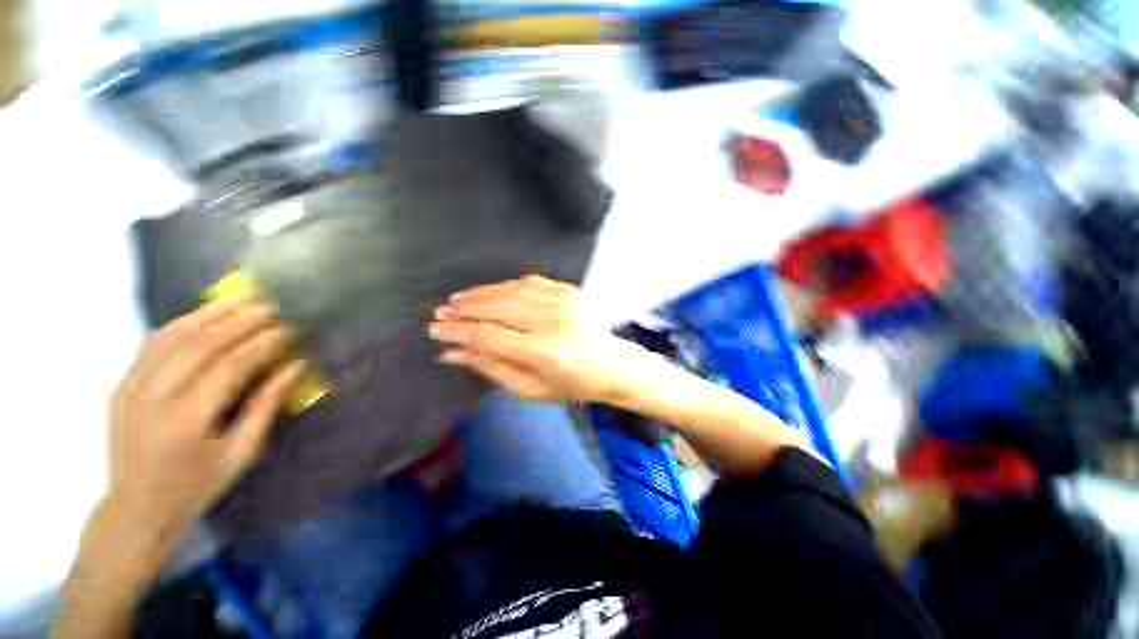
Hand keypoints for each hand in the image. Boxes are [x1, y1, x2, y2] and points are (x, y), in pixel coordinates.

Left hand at [108, 301, 305, 535]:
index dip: (263, 343)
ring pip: (172, 336)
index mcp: (187, 423)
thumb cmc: (196, 486)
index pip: (230, 366)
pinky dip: (181, 324)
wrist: (135, 508)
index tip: (289, 329)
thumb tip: (295, 366)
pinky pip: (152, 344)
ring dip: (211, 315)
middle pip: (200, 344)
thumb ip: (266, 405)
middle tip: (272, 309)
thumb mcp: (241, 453)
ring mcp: (130, 390)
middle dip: (241, 321)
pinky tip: (204, 316)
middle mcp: (153, 400)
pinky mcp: (121, 385)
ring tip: (243, 303)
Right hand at [429, 275, 649, 402]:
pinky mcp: (568, 290)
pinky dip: (504, 286)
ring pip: (510, 291)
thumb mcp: (529, 389)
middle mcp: (553, 322)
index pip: (489, 336)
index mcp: (545, 353)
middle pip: (497, 308)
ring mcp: (563, 301)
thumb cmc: (572, 385)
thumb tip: (451, 353)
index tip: (435, 331)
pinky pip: (528, 282)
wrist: (612, 365)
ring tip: (457, 301)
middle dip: (464, 310)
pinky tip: (489, 293)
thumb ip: (490, 368)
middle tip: (442, 313)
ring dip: (480, 294)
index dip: (458, 332)